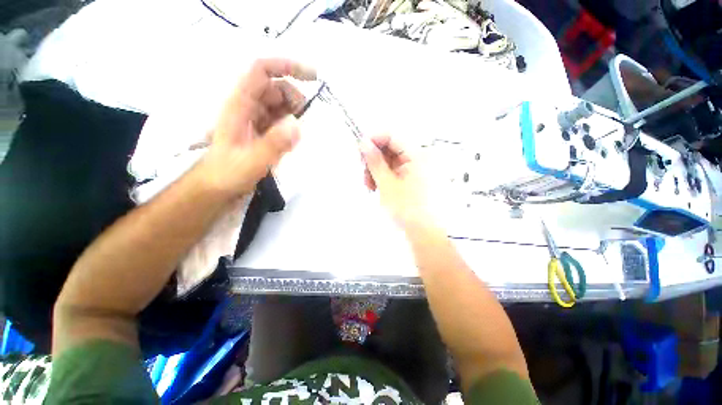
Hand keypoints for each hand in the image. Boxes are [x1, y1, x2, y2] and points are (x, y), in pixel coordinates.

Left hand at [199, 58, 315, 196]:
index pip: (262, 71)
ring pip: (278, 103)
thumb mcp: (251, 162)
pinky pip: (279, 119)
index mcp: (240, 105)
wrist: (216, 188)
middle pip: (274, 87)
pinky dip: (290, 124)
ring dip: (293, 112)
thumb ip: (273, 144)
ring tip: (298, 133)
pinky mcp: (261, 131)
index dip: (287, 67)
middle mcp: (247, 107)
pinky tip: (293, 138)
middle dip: (294, 97)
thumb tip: (297, 126)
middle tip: (305, 118)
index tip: (313, 77)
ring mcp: (255, 119)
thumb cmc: (227, 174)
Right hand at [361, 134, 430, 226]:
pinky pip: (394, 170)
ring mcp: (416, 168)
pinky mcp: (412, 178)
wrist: (423, 232)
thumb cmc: (407, 209)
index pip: (393, 136)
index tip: (359, 150)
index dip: (374, 139)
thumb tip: (363, 142)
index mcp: (418, 155)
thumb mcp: (387, 184)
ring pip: (390, 160)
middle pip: (391, 147)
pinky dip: (383, 176)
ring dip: (377, 169)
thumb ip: (375, 162)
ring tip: (369, 185)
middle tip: (363, 172)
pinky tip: (376, 186)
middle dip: (374, 159)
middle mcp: (419, 158)